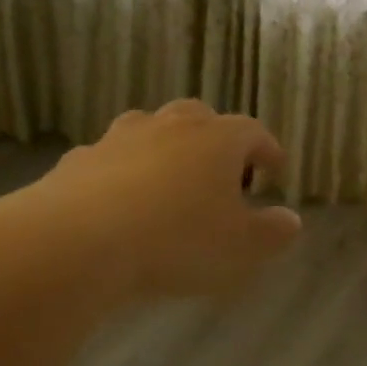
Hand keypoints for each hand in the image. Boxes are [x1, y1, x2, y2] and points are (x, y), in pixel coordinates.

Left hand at [20, 99, 301, 303]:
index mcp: (218, 139)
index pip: (254, 132)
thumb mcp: (241, 247)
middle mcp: (171, 127)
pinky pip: (111, 159)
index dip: (268, 151)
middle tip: (222, 174)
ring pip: (152, 131)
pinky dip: (123, 173)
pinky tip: (121, 205)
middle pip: (201, 118)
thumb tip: (291, 220)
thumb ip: (273, 232)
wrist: (76, 242)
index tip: (275, 172)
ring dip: (167, 150)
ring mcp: (120, 139)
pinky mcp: (78, 161)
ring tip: (170, 184)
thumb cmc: (177, 240)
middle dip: (216, 141)